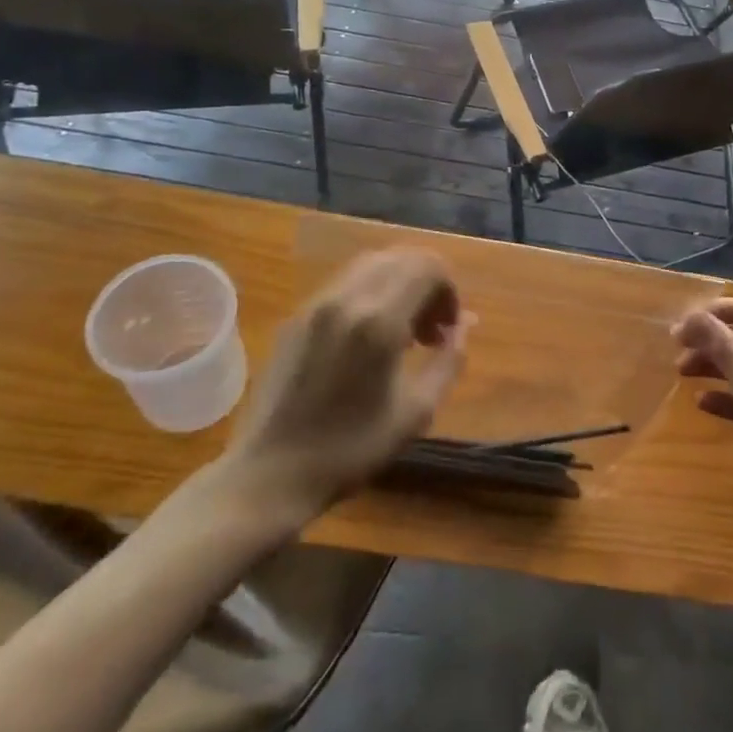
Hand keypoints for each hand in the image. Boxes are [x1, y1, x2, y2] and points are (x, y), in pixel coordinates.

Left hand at [220, 249, 470, 523]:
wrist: (269, 474)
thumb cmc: (350, 449)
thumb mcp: (416, 412)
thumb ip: (448, 361)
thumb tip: (463, 326)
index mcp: (379, 320)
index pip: (427, 266)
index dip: (449, 290)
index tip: (448, 329)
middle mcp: (347, 298)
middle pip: (401, 257)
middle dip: (427, 283)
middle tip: (431, 329)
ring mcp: (317, 304)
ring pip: (372, 264)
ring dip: (399, 285)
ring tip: (403, 332)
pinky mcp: (297, 316)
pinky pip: (345, 284)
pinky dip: (371, 294)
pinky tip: (369, 338)